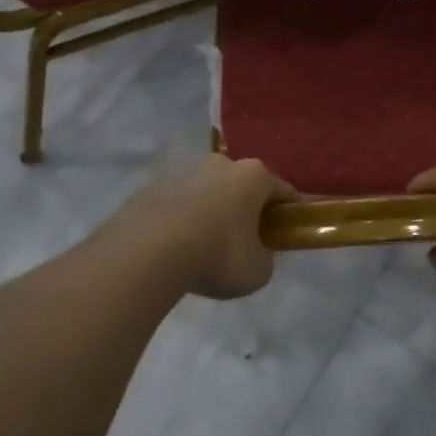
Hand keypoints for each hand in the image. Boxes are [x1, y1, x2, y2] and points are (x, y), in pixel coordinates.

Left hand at [102, 156, 294, 299]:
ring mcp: (184, 172)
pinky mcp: (153, 186)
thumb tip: (257, 253)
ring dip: (211, 213)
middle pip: (243, 187)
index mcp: (253, 176)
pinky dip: (181, 220)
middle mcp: (221, 164)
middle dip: (247, 210)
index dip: (289, 213)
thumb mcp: (257, 271)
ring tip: (203, 249)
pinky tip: (174, 249)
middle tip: (244, 244)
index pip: (283, 191)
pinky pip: (178, 204)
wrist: (146, 252)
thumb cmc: (216, 255)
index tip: (288, 233)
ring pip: (208, 192)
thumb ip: (265, 258)